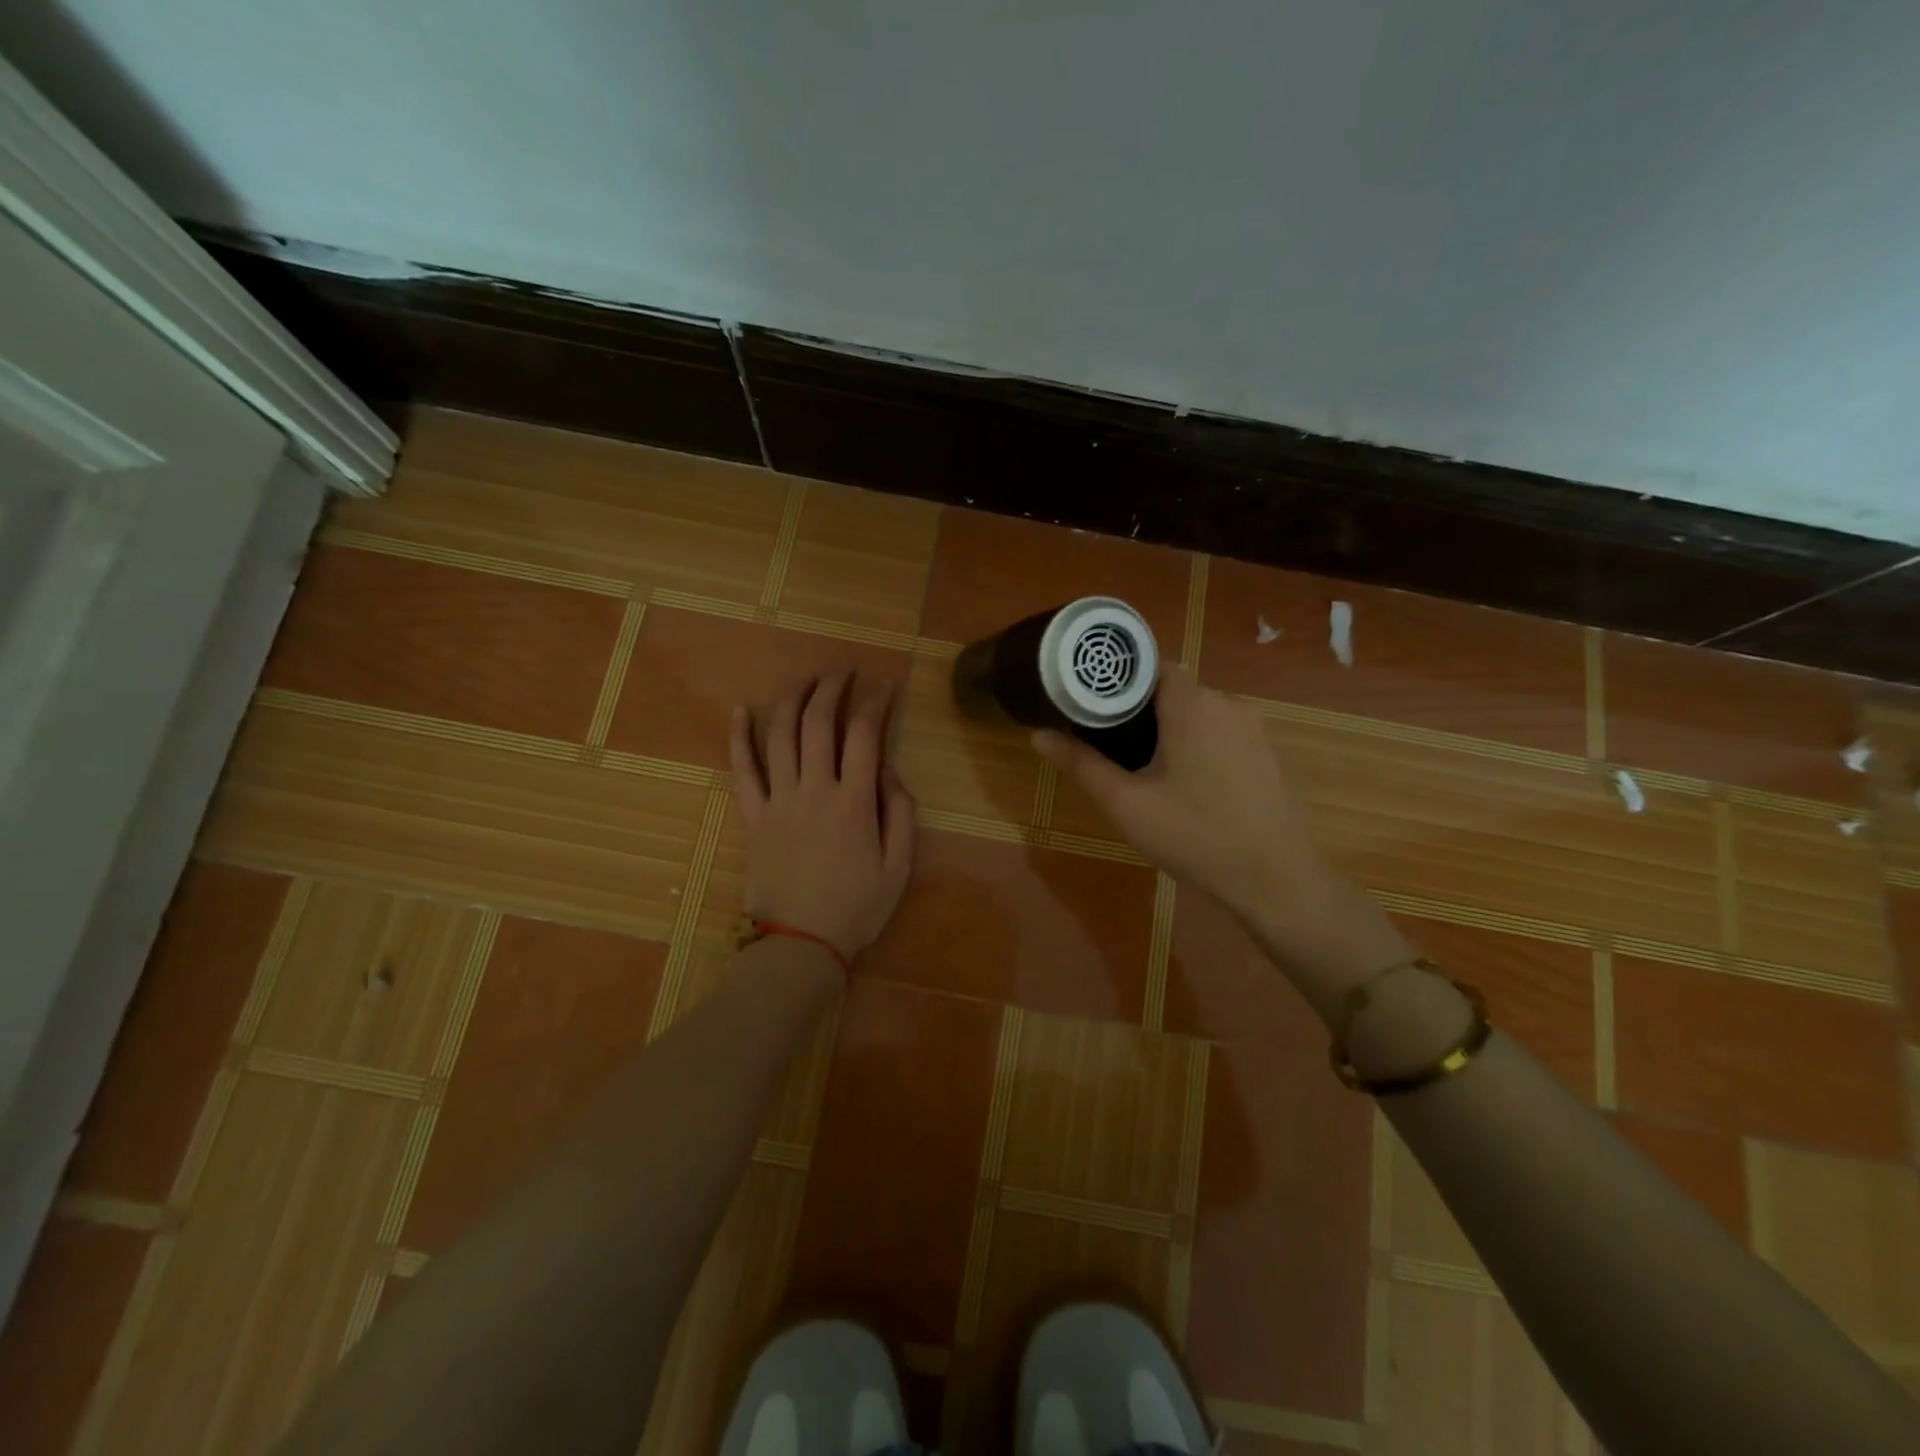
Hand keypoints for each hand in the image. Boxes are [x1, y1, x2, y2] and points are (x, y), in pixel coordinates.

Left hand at [730, 672, 915, 961]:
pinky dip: (737, 737)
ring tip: (805, 678)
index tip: (886, 685)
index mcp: (854, 801)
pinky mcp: (753, 816)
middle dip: (832, 687)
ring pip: (780, 734)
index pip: (865, 733)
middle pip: (819, 722)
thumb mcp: (900, 866)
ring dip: (792, 698)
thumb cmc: (857, 908)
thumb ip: (900, 812)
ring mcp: (778, 800)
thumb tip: (887, 768)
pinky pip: (741, 770)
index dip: (876, 701)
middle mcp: (814, 789)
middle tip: (843, 671)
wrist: (801, 945)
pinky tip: (739, 710)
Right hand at [1032, 665, 1319, 917]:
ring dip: (1167, 727)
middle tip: (1104, 739)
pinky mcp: (1264, 752)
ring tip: (1137, 763)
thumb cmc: (1195, 835)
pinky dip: (1194, 743)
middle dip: (1137, 707)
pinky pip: (1218, 731)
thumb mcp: (1127, 804)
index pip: (1150, 663)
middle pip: (1171, 688)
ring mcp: (1252, 728)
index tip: (1089, 700)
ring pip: (1196, 711)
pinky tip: (1181, 782)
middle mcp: (1226, 703)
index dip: (1117, 677)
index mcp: (1192, 704)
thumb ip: (1081, 765)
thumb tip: (1038, 735)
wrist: (1277, 880)